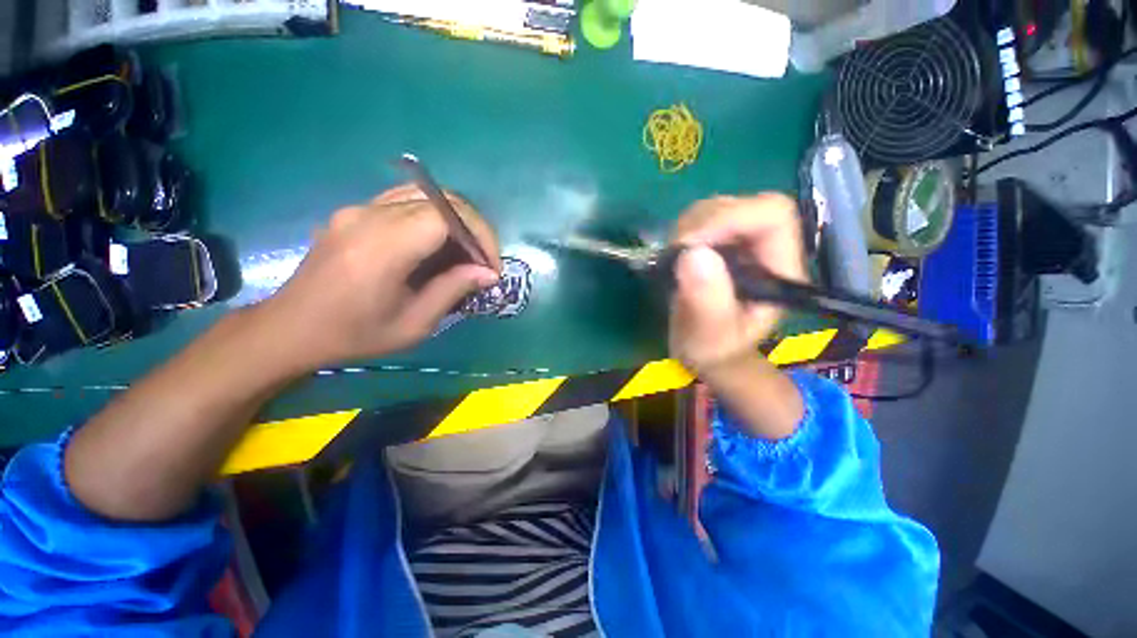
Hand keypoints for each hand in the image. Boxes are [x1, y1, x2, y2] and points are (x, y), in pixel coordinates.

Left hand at [260, 184, 500, 368]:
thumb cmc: (355, 335)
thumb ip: (453, 290)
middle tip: (483, 260)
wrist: (291, 329)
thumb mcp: (413, 324)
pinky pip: (405, 200)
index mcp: (383, 247)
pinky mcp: (355, 211)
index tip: (490, 266)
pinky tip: (437, 244)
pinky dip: (433, 217)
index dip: (479, 234)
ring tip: (465, 252)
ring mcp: (358, 209)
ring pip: (425, 194)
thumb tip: (489, 273)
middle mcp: (369, 216)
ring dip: (455, 220)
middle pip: (440, 199)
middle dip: (473, 227)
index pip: (446, 215)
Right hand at [668, 194, 807, 379]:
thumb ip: (706, 301)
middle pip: (742, 205)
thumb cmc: (714, 350)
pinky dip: (683, 231)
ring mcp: (742, 243)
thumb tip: (692, 254)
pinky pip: (702, 218)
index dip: (730, 219)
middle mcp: (765, 249)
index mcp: (779, 270)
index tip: (690, 244)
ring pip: (719, 207)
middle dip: (702, 224)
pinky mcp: (721, 243)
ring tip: (674, 258)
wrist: (707, 350)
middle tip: (674, 254)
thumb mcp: (709, 336)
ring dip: (689, 227)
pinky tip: (675, 255)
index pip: (771, 216)